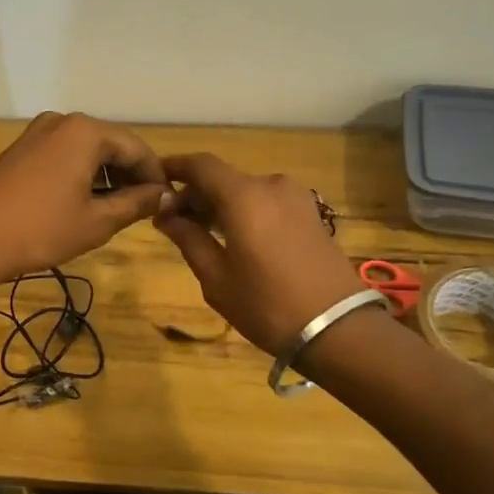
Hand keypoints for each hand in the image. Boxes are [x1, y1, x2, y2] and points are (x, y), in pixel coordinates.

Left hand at [0, 113, 172, 284]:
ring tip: (116, 211)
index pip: (137, 148)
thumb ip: (136, 204)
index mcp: (86, 131)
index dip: (156, 176)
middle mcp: (62, 122)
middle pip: (111, 145)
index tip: (167, 203)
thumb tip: (165, 196)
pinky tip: (84, 204)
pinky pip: (63, 156)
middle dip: (130, 176)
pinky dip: (81, 176)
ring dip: (106, 177)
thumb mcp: (97, 221)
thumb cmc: (40, 230)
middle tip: (144, 210)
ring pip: (86, 151)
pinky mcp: (20, 150)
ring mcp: (37, 134)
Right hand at [155, 153, 362, 354]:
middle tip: (174, 221)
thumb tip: (165, 214)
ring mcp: (296, 198)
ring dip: (221, 204)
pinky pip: (267, 202)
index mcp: (244, 196)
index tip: (155, 179)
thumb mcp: (216, 278)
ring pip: (246, 191)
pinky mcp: (311, 213)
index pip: (201, 165)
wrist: (337, 328)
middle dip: (196, 194)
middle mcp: (271, 185)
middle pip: (224, 178)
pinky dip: (245, 211)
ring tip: (203, 234)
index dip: (175, 167)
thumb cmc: (266, 305)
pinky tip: (235, 238)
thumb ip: (188, 238)